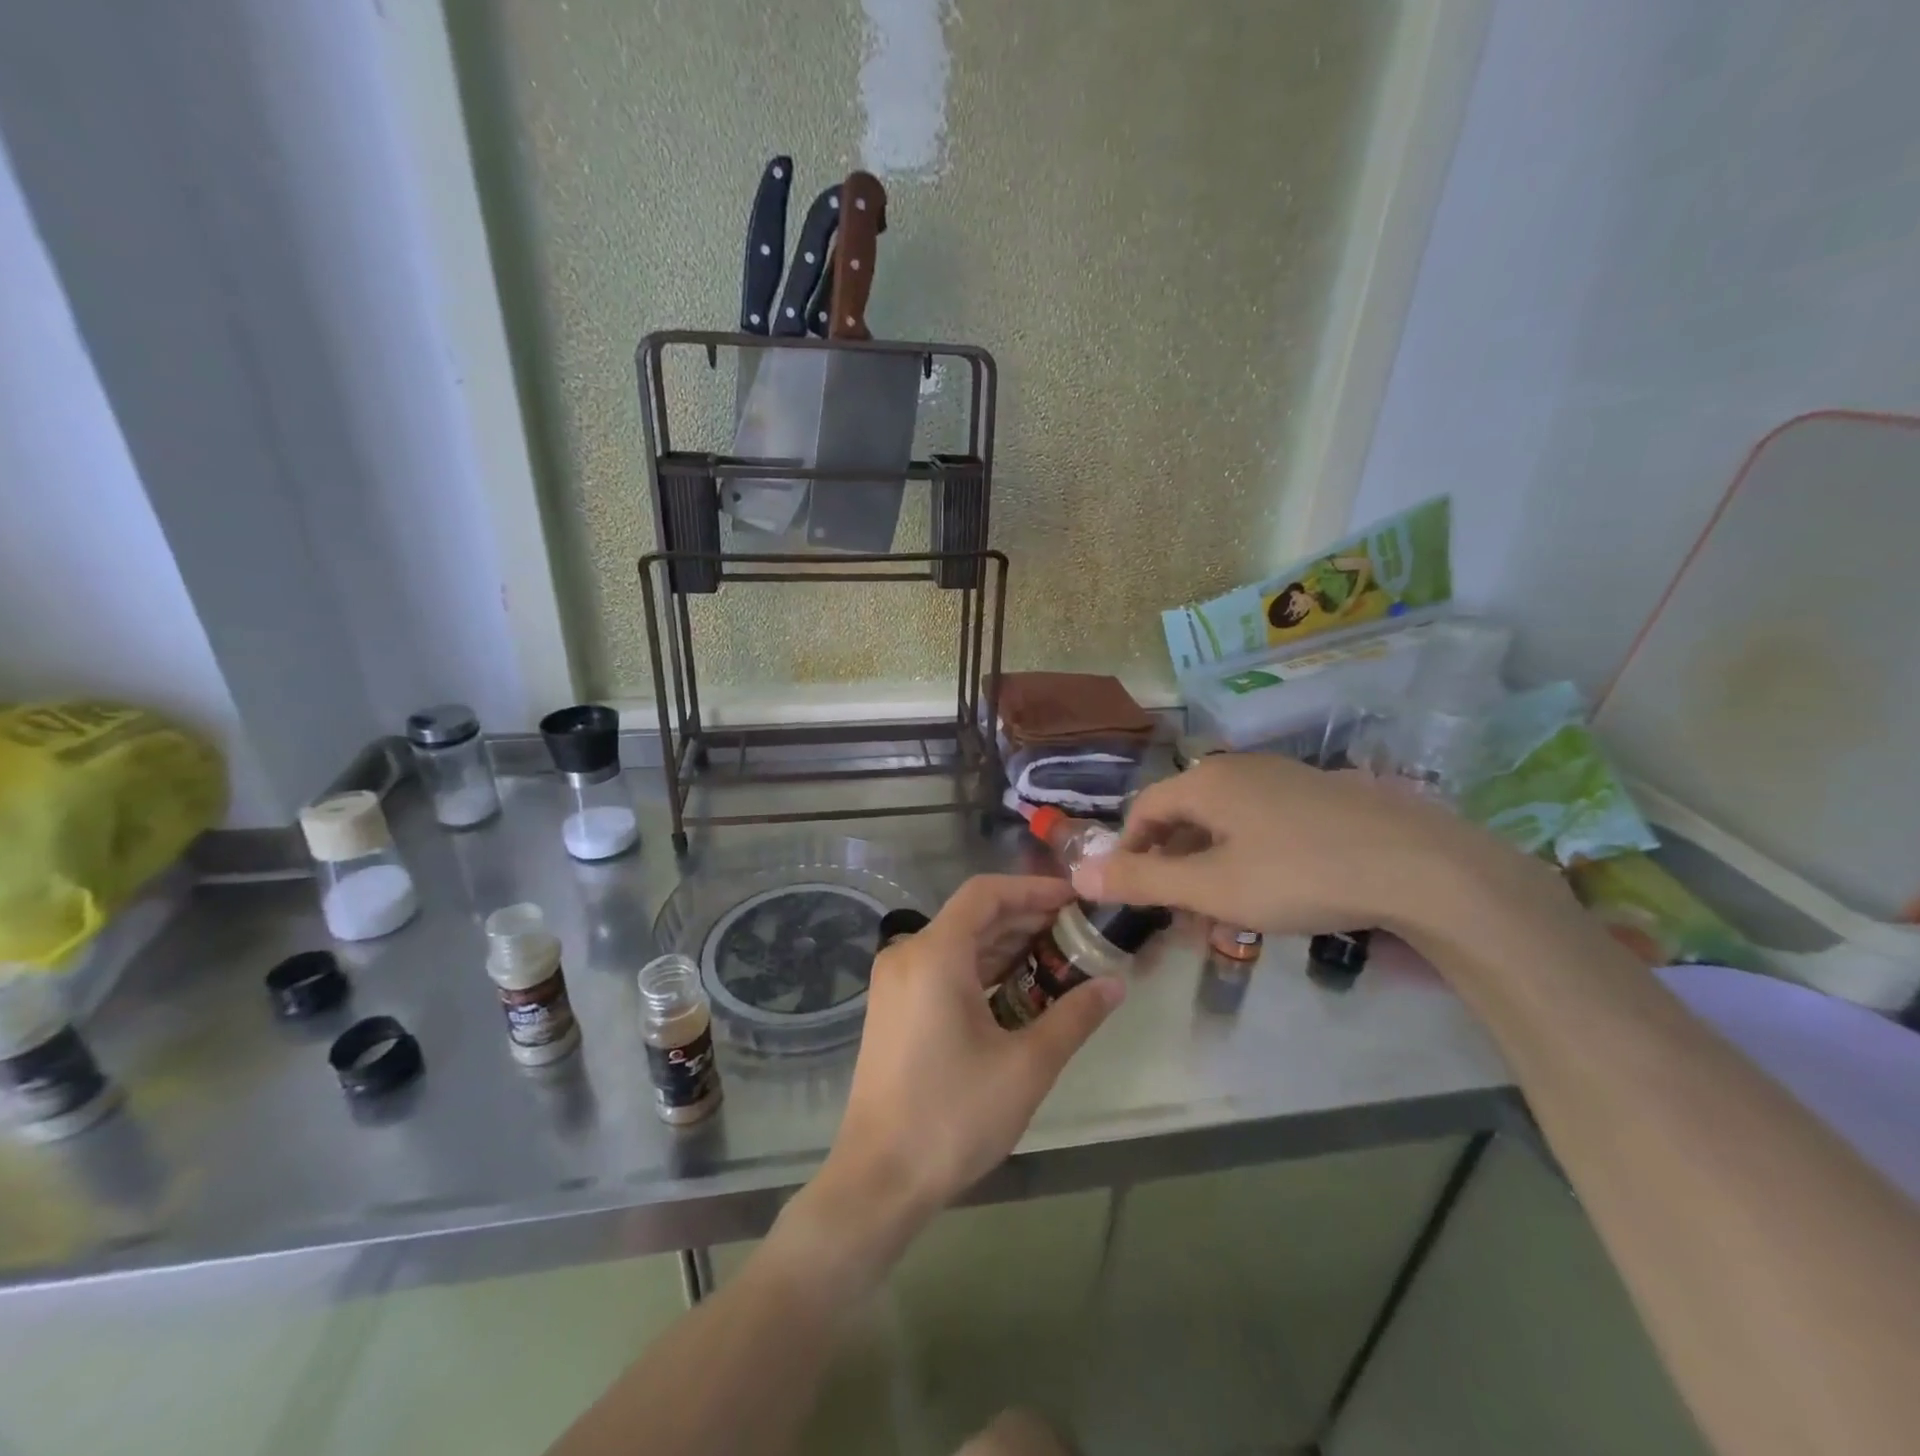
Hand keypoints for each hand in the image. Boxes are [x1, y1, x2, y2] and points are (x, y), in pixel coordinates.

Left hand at [802, 875, 1124, 1264]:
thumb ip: (1074, 1017)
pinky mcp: (894, 1007)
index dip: (1033, 889)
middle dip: (1026, 919)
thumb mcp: (1026, 1066)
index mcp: (935, 954)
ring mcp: (896, 981)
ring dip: (1006, 946)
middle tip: (1078, 933)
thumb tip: (1115, 984)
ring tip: (1059, 959)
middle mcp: (908, 954)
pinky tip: (1019, 990)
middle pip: (974, 917)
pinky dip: (982, 970)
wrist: (879, 1178)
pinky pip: (944, 969)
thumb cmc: (953, 1115)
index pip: (986, 894)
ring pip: (959, 944)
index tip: (1075, 900)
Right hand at [1074, 753, 1543, 940]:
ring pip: (1224, 820)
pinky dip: (1245, 853)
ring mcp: (1284, 777)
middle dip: (1170, 863)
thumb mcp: (1212, 887)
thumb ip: (1142, 881)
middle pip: (1183, 813)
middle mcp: (1239, 768)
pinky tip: (1269, 888)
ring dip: (1208, 862)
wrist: (1419, 866)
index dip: (1128, 850)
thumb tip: (1077, 873)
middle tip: (1177, 912)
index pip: (1143, 809)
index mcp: (1206, 781)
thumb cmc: (1298, 874)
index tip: (1132, 894)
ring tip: (1221, 909)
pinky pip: (1260, 821)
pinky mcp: (1320, 795)